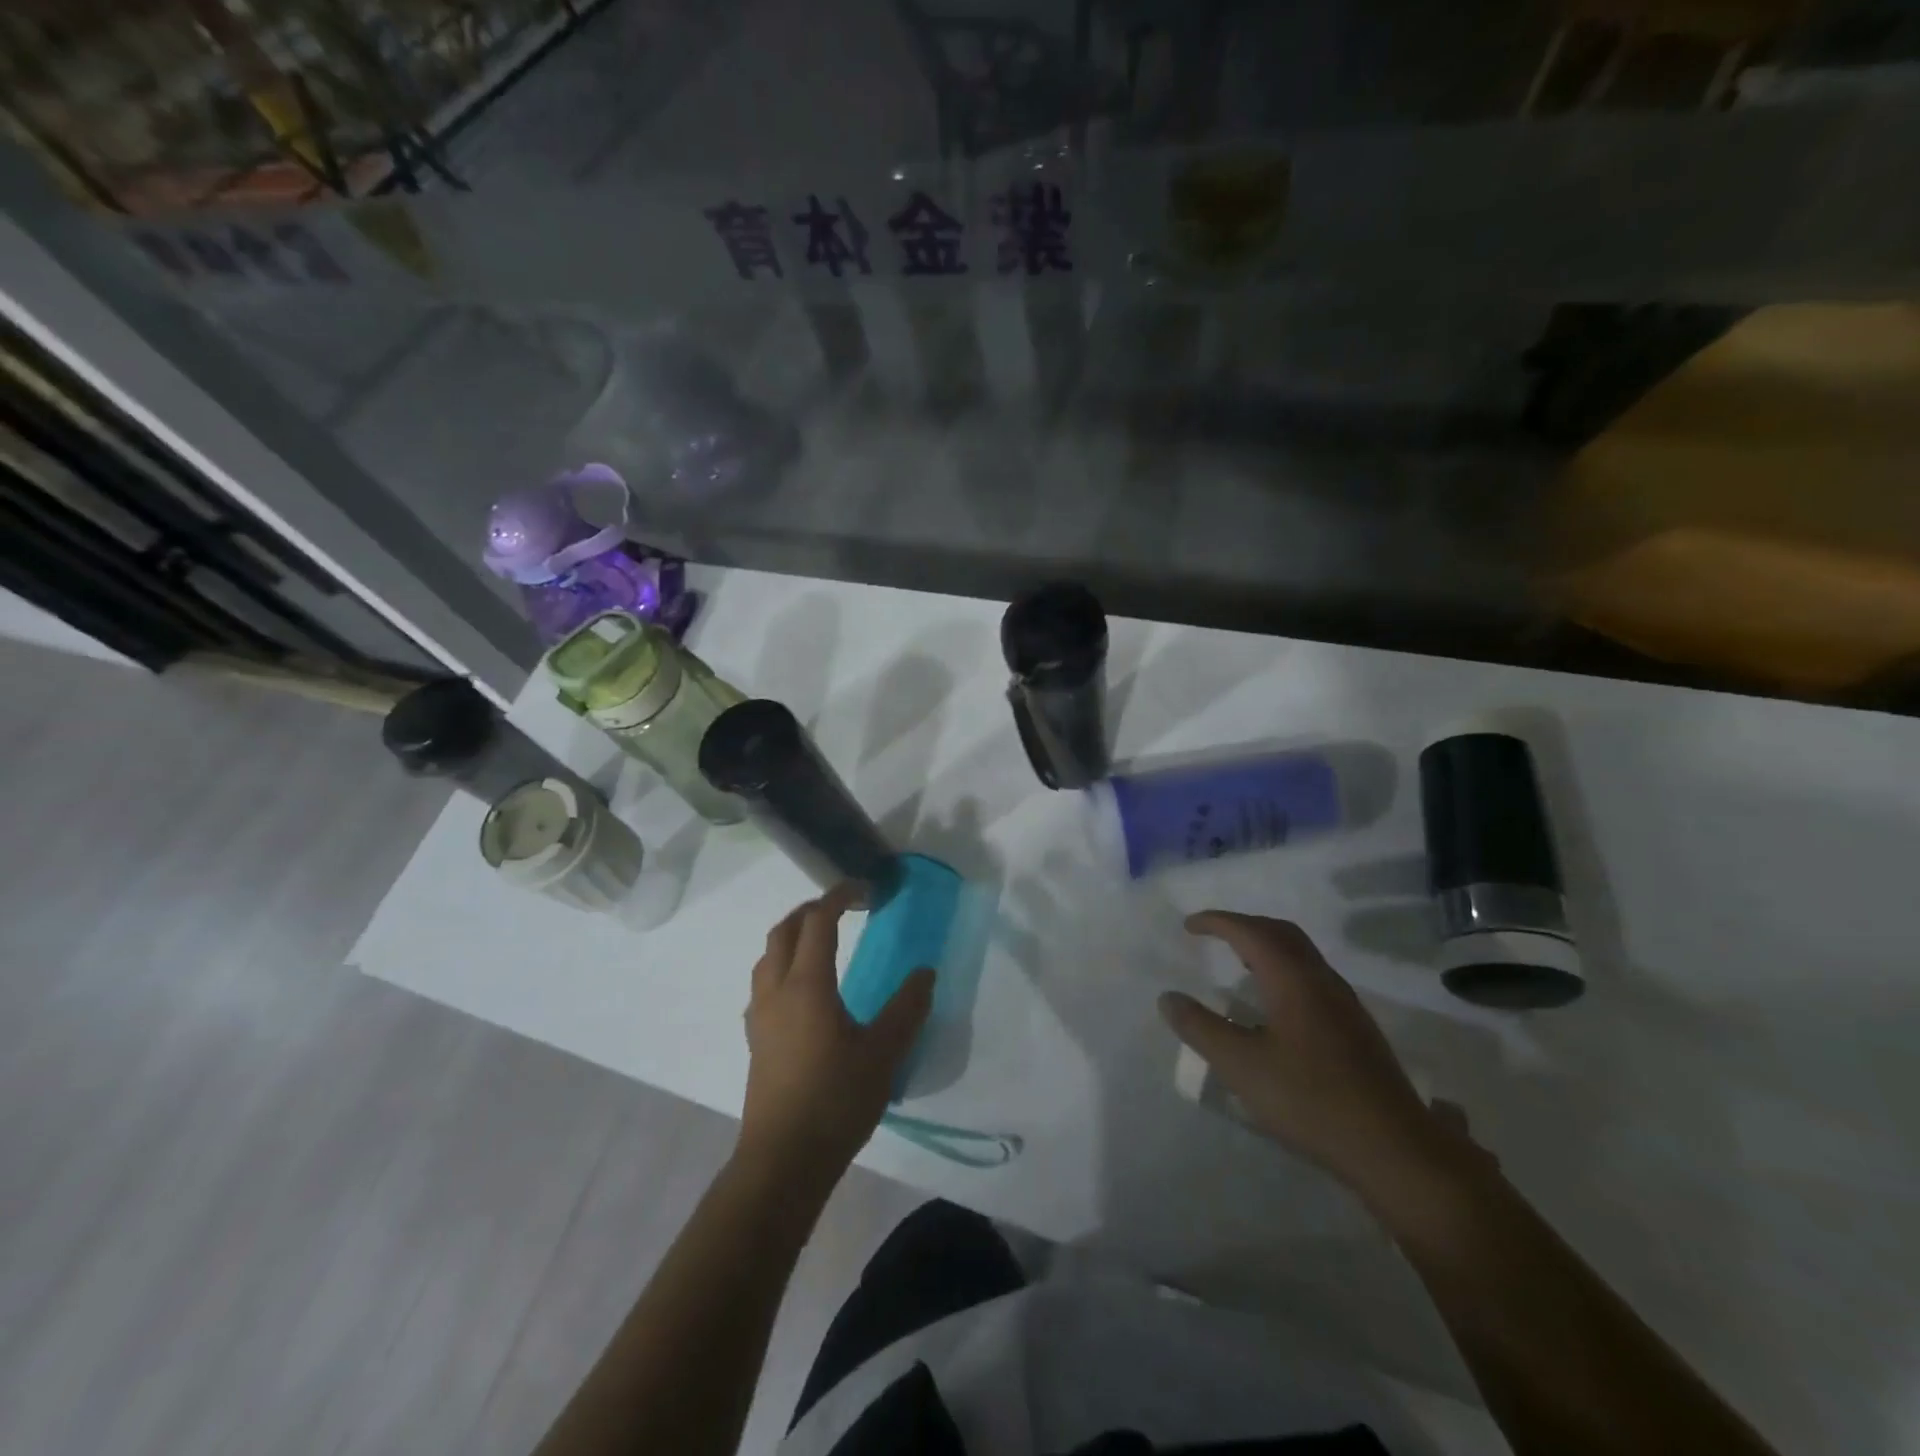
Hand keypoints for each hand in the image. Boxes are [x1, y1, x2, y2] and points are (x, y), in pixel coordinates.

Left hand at [737, 885, 934, 1187]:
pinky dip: (782, 965)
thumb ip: (907, 1008)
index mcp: (807, 985)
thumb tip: (925, 972)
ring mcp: (760, 1015)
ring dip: (792, 936)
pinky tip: (804, 990)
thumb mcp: (884, 1054)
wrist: (783, 1160)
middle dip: (811, 910)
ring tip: (822, 942)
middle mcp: (776, 990)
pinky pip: (764, 982)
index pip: (818, 921)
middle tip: (843, 909)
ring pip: (768, 956)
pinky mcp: (756, 1039)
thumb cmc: (836, 1100)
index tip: (864, 890)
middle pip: (784, 930)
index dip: (839, 897)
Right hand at [1159, 912, 1457, 1199]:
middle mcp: (1321, 980)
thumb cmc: (1311, 1100)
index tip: (1189, 926)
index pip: (1250, 932)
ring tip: (1238, 963)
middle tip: (1213, 935)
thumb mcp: (1242, 1066)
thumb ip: (1201, 1028)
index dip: (1217, 922)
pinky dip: (1282, 968)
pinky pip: (1311, 976)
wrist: (1394, 1148)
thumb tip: (1168, 998)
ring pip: (1300, 954)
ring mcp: (1344, 1003)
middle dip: (1243, 926)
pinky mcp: (1355, 1027)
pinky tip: (1274, 1004)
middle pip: (1281, 933)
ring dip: (1266, 946)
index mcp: (1293, 979)